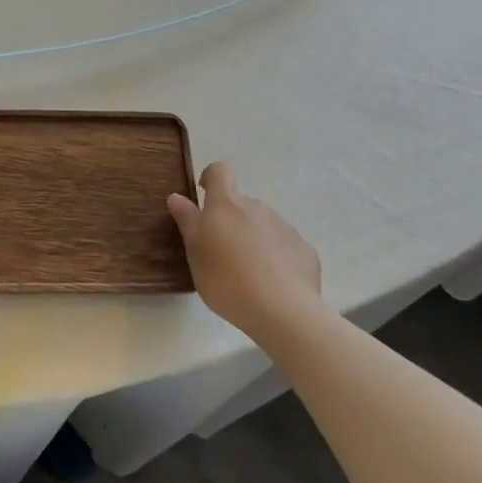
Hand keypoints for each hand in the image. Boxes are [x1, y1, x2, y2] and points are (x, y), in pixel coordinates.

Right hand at [168, 162, 321, 341]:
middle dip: (231, 221)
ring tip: (248, 275)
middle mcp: (256, 207)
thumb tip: (176, 196)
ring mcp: (284, 226)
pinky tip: (273, 285)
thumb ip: (187, 221)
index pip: (219, 171)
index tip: (204, 196)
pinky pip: (284, 246)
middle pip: (240, 204)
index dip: (211, 178)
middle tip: (222, 254)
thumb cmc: (227, 280)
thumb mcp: (195, 253)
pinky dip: (276, 258)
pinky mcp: (304, 249)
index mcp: (226, 205)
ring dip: (253, 239)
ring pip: (262, 225)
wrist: (283, 311)